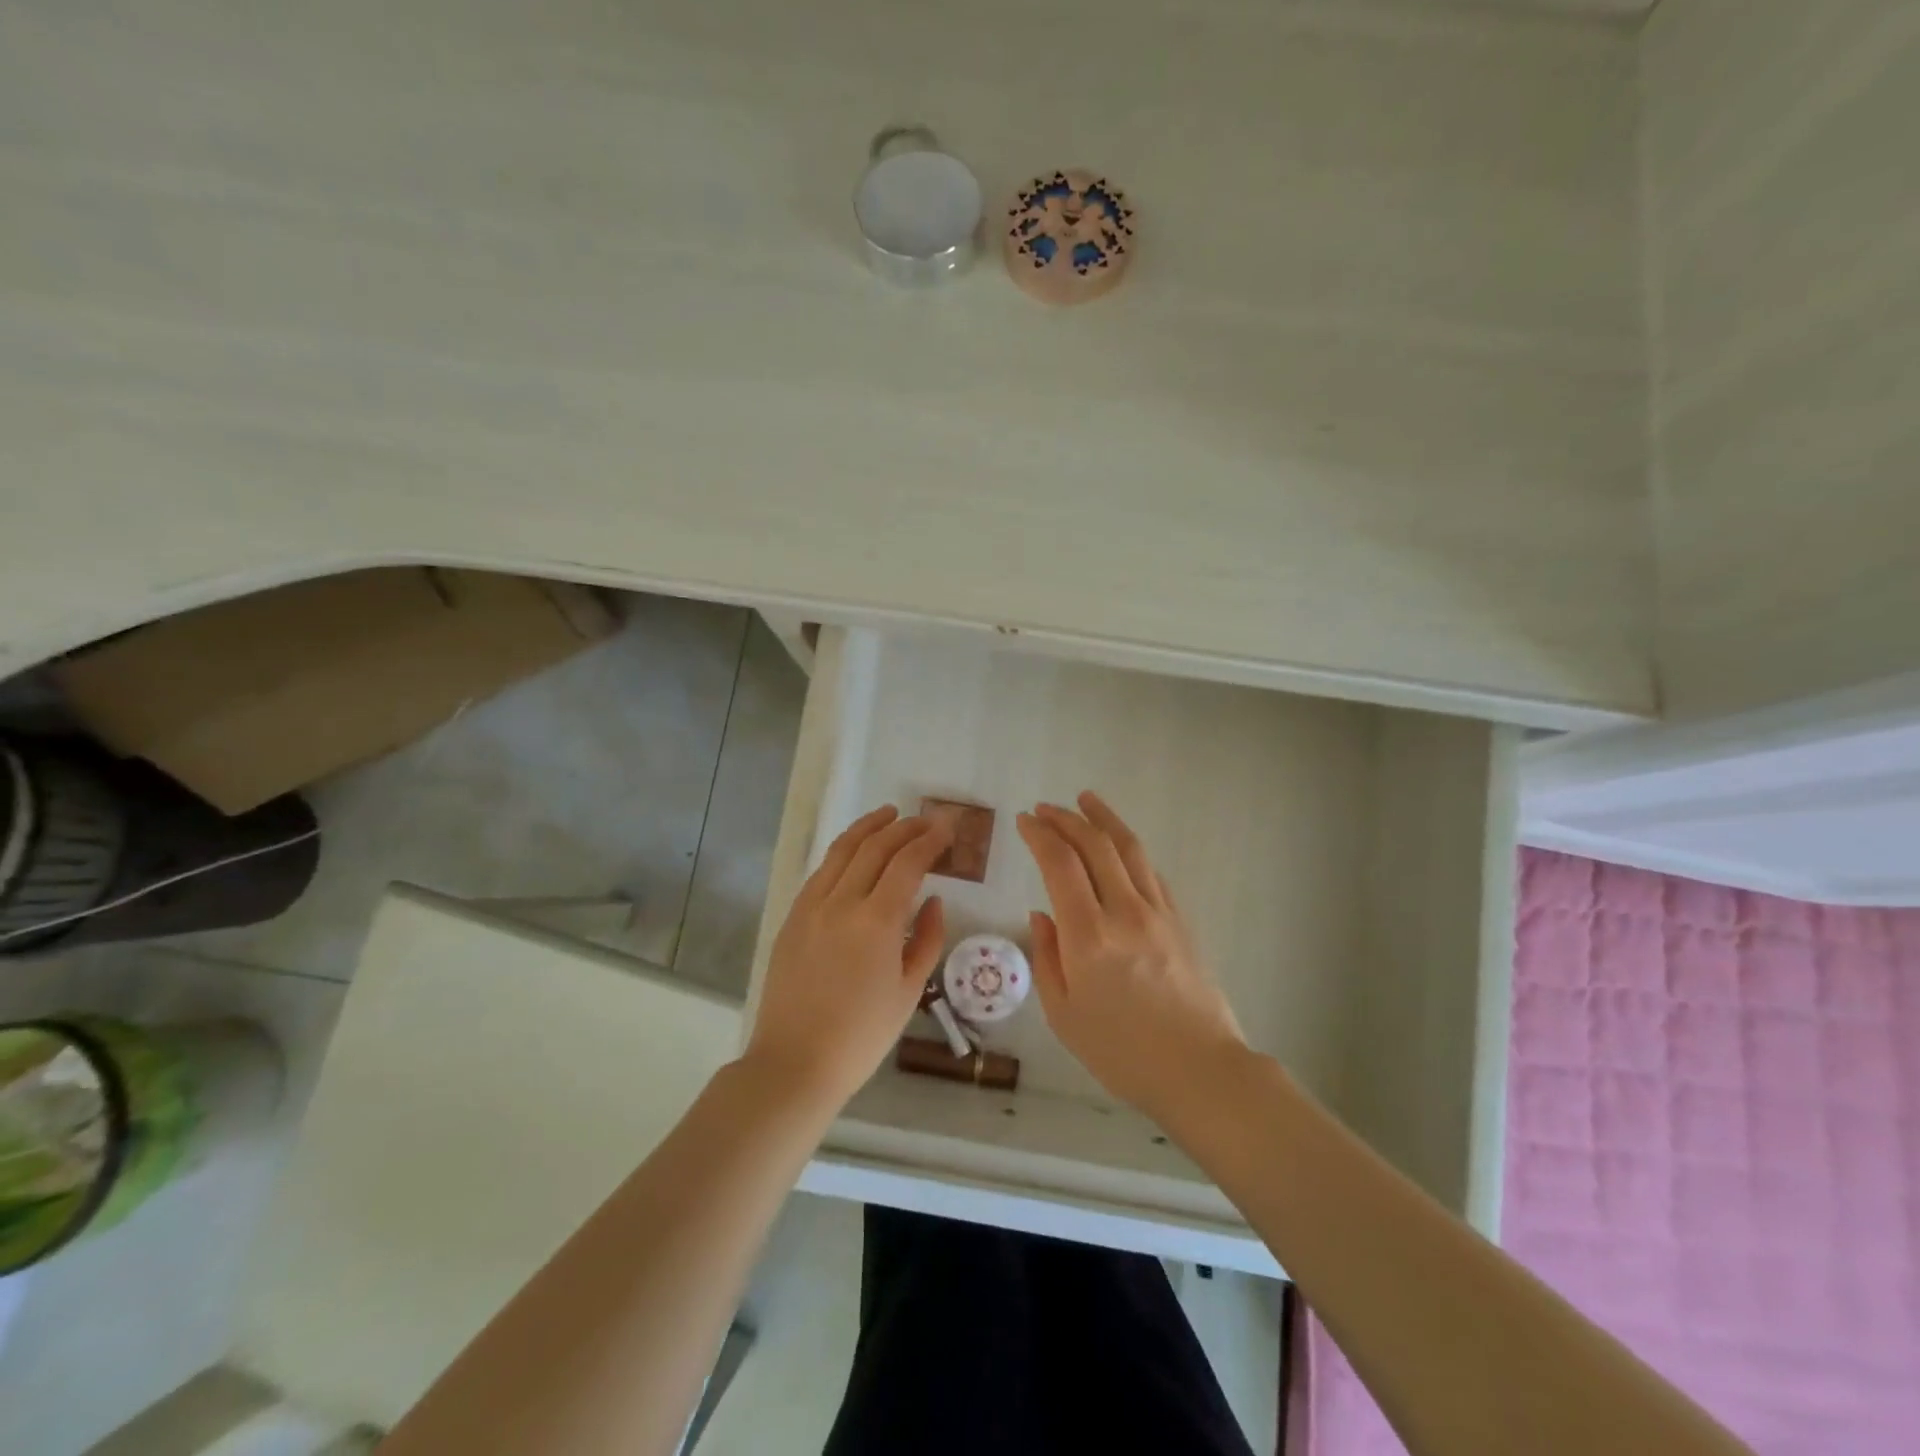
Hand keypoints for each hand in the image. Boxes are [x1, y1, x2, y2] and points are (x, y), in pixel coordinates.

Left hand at [745, 805, 949, 1109]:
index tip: (946, 828)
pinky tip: (853, 852)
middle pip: (875, 847)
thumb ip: (927, 939)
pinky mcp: (793, 918)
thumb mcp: (909, 992)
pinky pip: (821, 872)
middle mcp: (842, 902)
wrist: (794, 1063)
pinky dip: (842, 852)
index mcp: (877, 922)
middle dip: (904, 827)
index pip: (907, 863)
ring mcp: (811, 907)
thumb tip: (932, 900)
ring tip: (888, 814)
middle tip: (925, 820)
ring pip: (842, 850)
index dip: (929, 840)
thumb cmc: (861, 1036)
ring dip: (868, 828)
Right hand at [1017, 792, 1246, 1119]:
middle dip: (1067, 819)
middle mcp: (1124, 911)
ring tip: (1086, 800)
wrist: (1200, 1070)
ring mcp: (1158, 912)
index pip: (1060, 864)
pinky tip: (1120, 847)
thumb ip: (1047, 957)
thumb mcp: (1063, 1015)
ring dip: (1104, 819)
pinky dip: (1130, 850)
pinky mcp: (1181, 920)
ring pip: (1129, 849)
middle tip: (1046, 808)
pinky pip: (1151, 872)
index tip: (1025, 821)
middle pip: (1095, 845)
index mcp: (1088, 936)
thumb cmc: (1121, 1052)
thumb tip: (1042, 913)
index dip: (1040, 835)